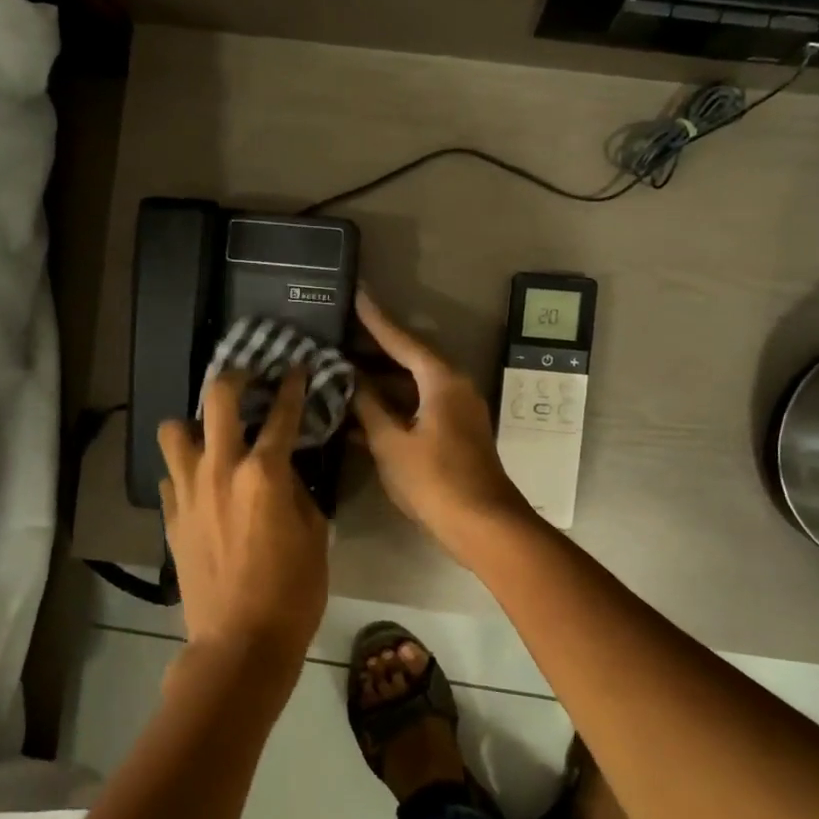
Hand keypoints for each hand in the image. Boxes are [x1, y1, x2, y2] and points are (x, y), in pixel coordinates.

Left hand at [158, 368, 328, 696]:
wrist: (239, 643)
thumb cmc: (292, 592)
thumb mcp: (315, 536)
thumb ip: (298, 492)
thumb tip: (285, 473)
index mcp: (264, 473)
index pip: (282, 414)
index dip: (293, 386)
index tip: (297, 368)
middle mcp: (220, 470)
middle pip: (217, 399)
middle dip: (235, 378)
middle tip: (248, 380)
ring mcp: (188, 492)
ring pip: (174, 431)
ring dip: (196, 424)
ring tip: (213, 436)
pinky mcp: (171, 518)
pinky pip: (170, 477)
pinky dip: (185, 471)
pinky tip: (202, 484)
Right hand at [352, 291, 536, 561]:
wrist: (482, 525)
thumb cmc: (435, 480)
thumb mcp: (392, 443)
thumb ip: (368, 408)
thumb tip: (350, 380)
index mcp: (441, 380)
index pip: (402, 340)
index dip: (376, 319)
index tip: (357, 294)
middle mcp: (452, 388)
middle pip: (407, 361)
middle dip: (372, 352)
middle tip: (336, 338)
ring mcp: (454, 412)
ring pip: (409, 388)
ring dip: (378, 384)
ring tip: (338, 373)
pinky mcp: (451, 435)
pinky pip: (415, 409)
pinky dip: (389, 409)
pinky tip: (358, 415)